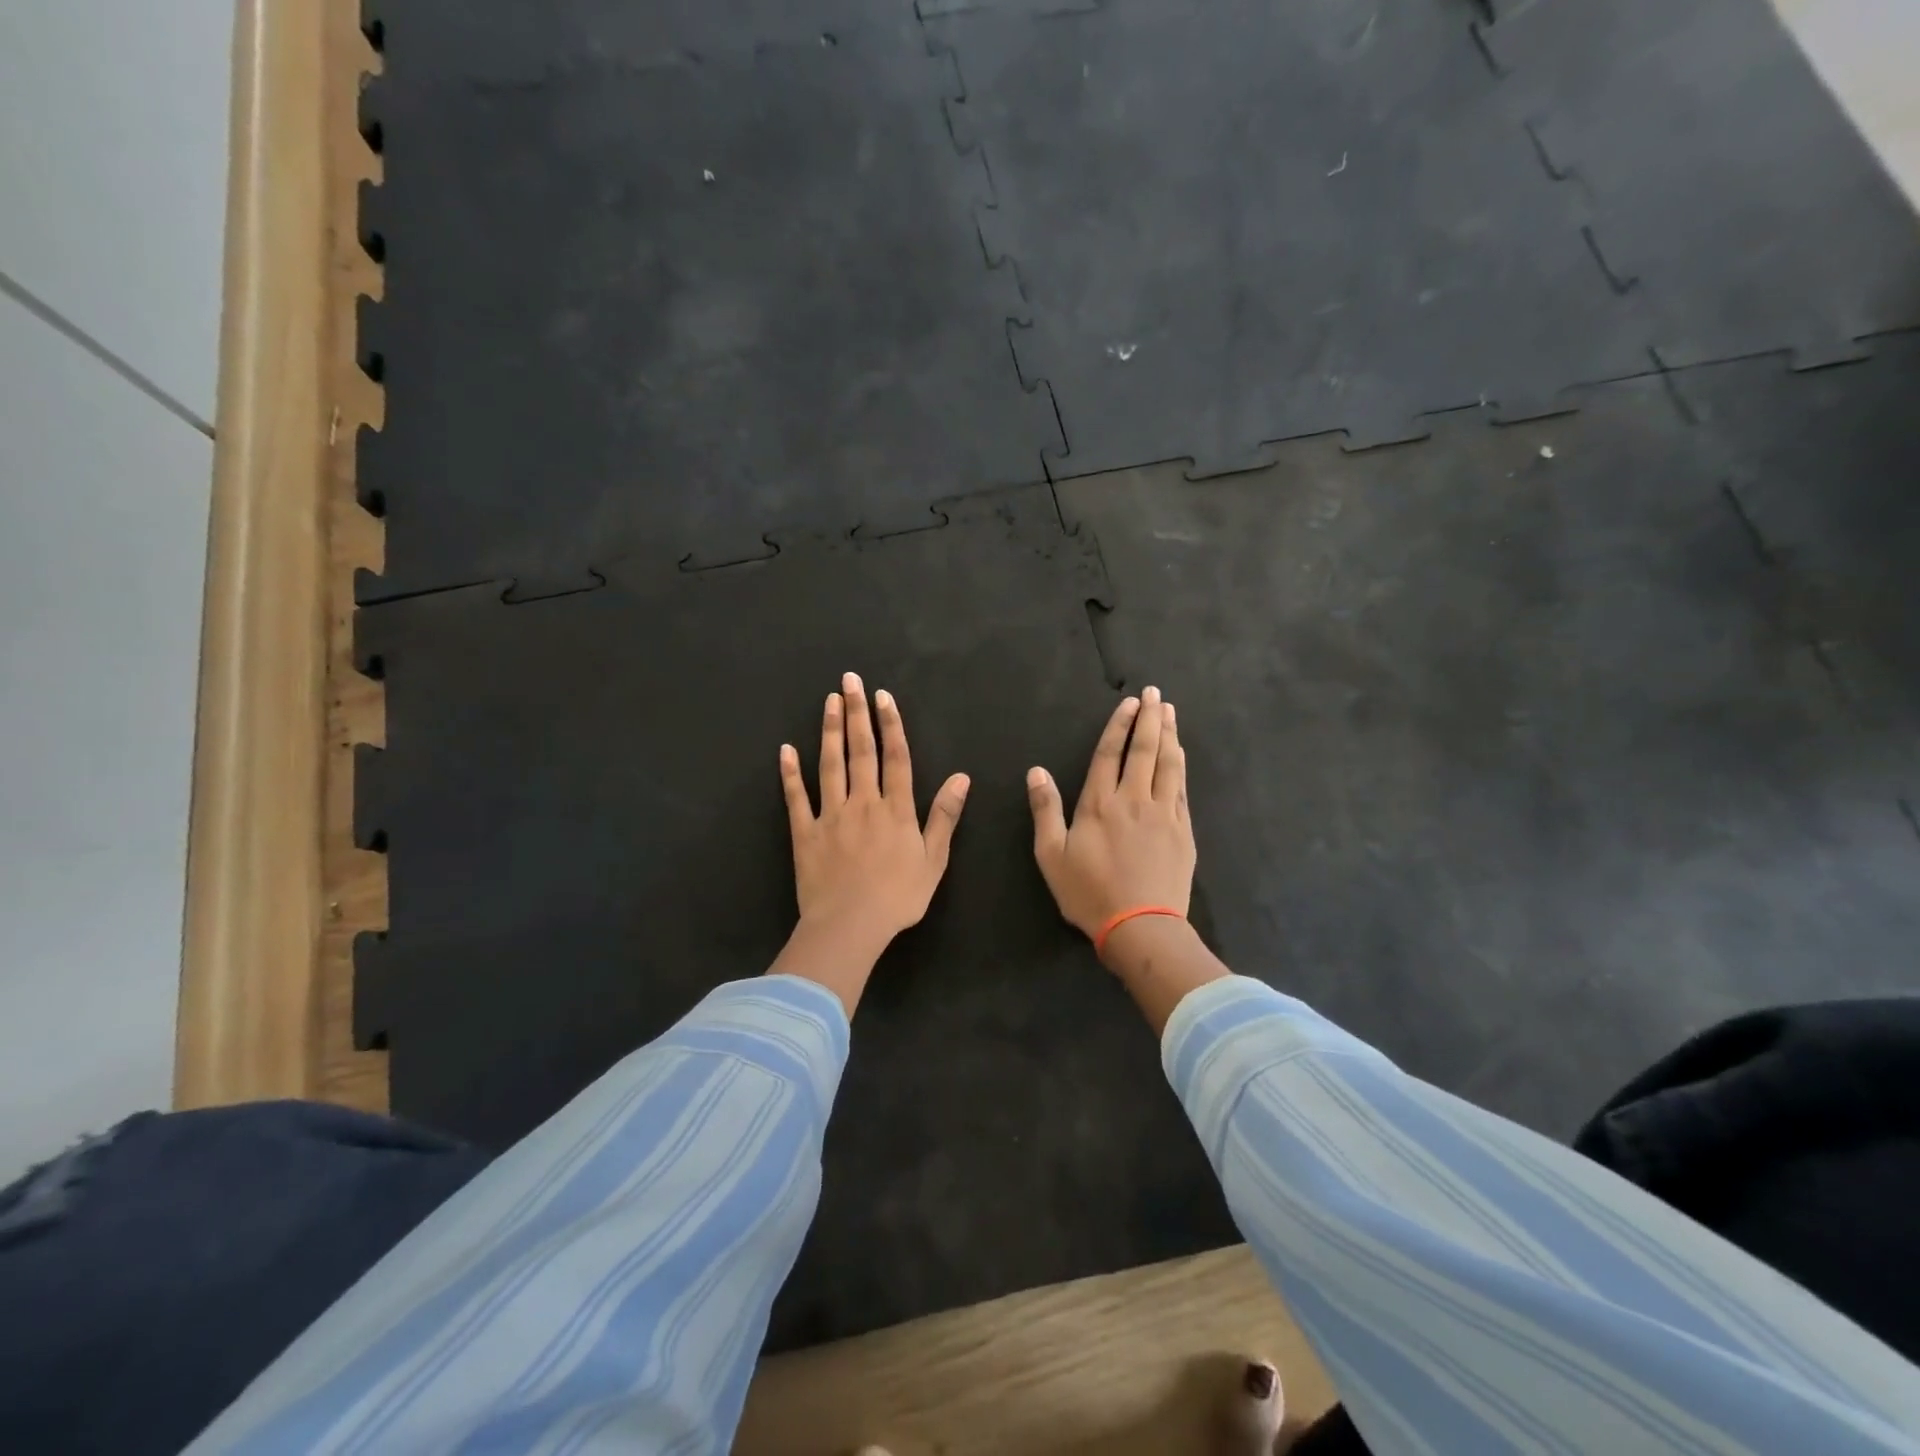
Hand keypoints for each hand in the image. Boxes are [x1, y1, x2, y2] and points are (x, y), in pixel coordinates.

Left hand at [772, 672, 969, 1010]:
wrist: (850, 925)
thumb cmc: (898, 897)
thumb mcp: (934, 860)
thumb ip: (944, 816)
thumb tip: (961, 778)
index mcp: (896, 809)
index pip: (896, 758)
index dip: (890, 725)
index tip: (882, 696)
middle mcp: (863, 802)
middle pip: (861, 751)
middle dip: (857, 713)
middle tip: (849, 680)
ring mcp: (831, 815)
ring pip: (830, 765)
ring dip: (830, 731)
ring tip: (829, 701)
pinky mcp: (805, 832)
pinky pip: (796, 798)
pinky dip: (790, 773)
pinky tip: (786, 750)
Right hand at [1027, 685, 1193, 952]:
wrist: (1141, 926)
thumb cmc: (1089, 893)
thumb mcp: (1052, 855)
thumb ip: (1045, 810)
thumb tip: (1036, 771)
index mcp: (1099, 804)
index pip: (1110, 754)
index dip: (1119, 726)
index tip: (1130, 703)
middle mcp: (1134, 800)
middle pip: (1143, 751)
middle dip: (1149, 719)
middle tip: (1155, 694)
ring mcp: (1163, 814)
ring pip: (1168, 765)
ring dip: (1169, 735)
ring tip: (1170, 712)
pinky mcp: (1183, 831)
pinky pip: (1182, 789)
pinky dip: (1180, 766)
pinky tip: (1180, 754)